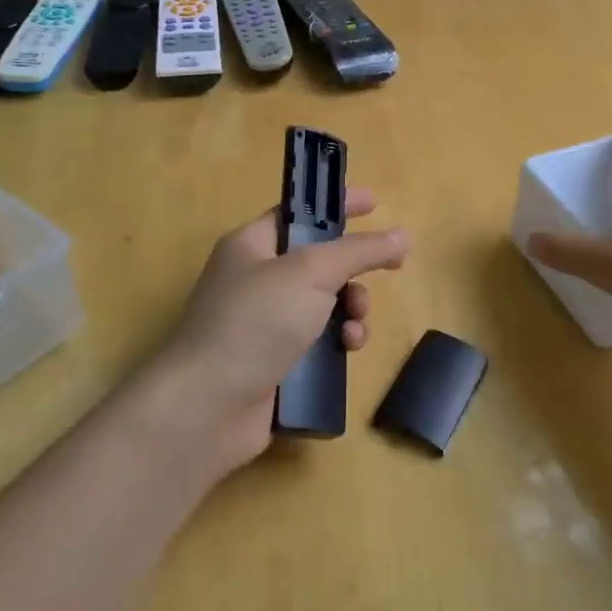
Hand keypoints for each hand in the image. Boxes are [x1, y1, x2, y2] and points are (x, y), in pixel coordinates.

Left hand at [144, 187, 407, 474]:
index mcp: (252, 245)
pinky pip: (320, 340)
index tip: (375, 203)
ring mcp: (265, 323)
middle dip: (354, 269)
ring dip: (353, 309)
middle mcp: (256, 279)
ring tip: (357, 326)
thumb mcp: (312, 272)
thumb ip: (360, 250)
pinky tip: (348, 350)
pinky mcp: (277, 362)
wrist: (209, 407)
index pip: (300, 213)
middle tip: (385, 272)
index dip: (336, 205)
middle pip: (320, 261)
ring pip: (326, 303)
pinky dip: (339, 341)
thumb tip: (402, 236)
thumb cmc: (255, 322)